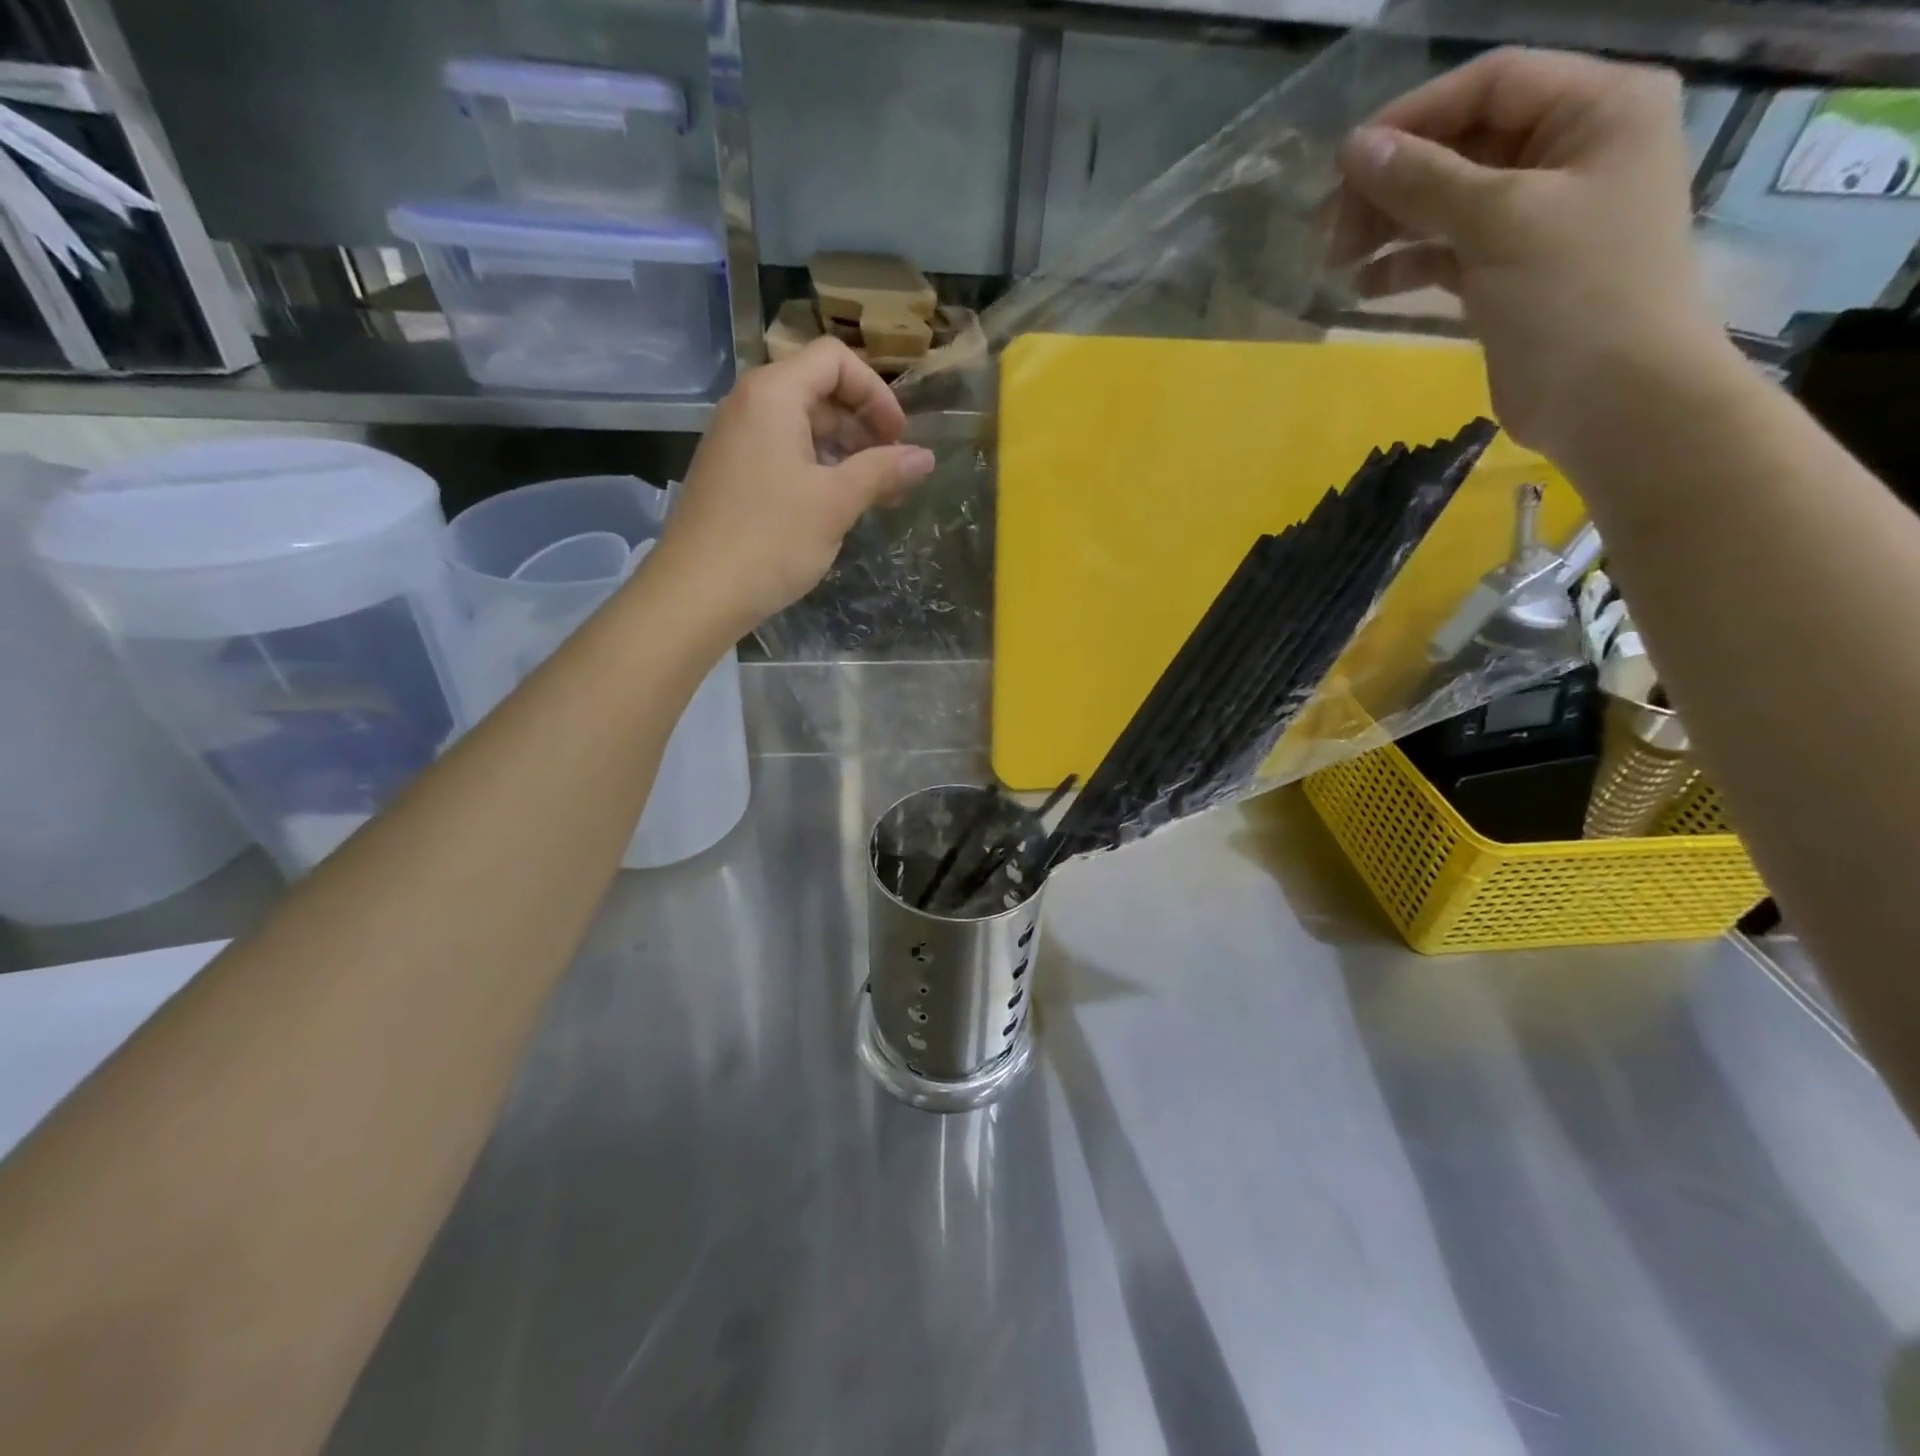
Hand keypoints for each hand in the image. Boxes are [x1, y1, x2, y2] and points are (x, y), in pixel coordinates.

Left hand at [656, 337, 936, 631]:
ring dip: (843, 452)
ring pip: (801, 426)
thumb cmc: (771, 539)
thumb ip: (883, 471)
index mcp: (773, 394)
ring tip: (871, 496)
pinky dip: (815, 469)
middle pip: (818, 390)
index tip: (898, 439)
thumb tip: (926, 457)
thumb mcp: (836, 502)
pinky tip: (833, 508)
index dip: (876, 393)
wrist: (696, 593)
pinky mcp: (730, 473)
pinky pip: (780, 453)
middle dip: (863, 425)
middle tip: (892, 473)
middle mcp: (748, 405)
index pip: (834, 360)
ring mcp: (734, 440)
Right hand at [1337, 49, 1725, 460]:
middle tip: (1329, 228)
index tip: (1344, 165)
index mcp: (1596, 109)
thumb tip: (1354, 150)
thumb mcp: (1499, 223)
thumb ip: (1425, 181)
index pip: (1491, 85)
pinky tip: (1366, 287)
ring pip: (1448, 203)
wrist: (1613, 399)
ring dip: (1390, 227)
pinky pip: (1449, 252)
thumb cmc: (1574, 295)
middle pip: (1463, 146)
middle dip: (1393, 183)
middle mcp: (1570, 151)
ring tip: (1337, 261)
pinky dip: (1407, 265)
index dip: (1413, 118)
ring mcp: (1539, 216)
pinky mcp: (1510, 272)